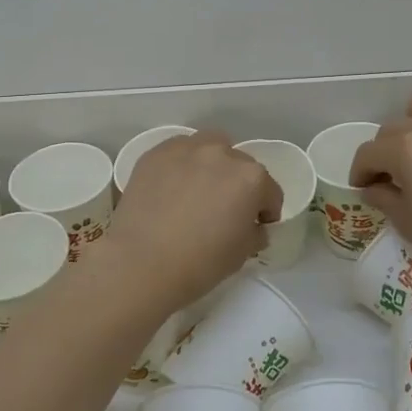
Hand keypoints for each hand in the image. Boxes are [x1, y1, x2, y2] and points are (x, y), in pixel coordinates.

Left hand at [103, 131, 283, 312]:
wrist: (140, 263)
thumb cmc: (199, 263)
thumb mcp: (241, 254)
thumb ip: (254, 233)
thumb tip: (253, 227)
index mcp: (251, 178)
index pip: (270, 191)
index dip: (266, 211)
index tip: (257, 226)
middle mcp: (222, 154)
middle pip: (241, 165)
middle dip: (239, 185)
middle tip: (225, 209)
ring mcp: (186, 149)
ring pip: (210, 147)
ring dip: (213, 164)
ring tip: (199, 189)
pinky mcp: (155, 153)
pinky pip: (178, 152)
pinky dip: (182, 164)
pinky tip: (172, 187)